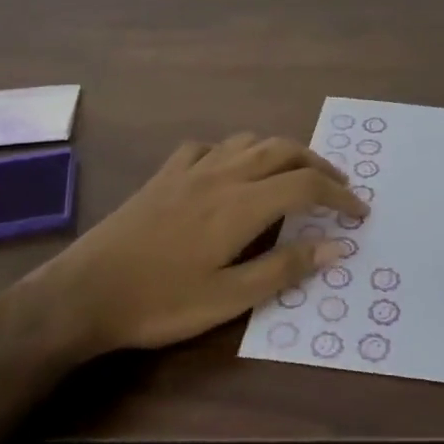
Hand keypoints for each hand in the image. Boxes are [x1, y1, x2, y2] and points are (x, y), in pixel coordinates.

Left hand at [9, 133, 366, 354]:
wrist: (84, 293)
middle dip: (319, 164)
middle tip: (338, 188)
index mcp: (241, 205)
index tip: (360, 214)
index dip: (340, 195)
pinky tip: (231, 170)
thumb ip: (285, 268)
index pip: (306, 184)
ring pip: (248, 141)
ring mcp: (189, 170)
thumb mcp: (229, 298)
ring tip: (294, 174)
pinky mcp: (164, 175)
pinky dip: (234, 151)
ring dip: (281, 151)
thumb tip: (336, 246)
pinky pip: (208, 146)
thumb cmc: (160, 302)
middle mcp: (221, 175)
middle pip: (283, 150)